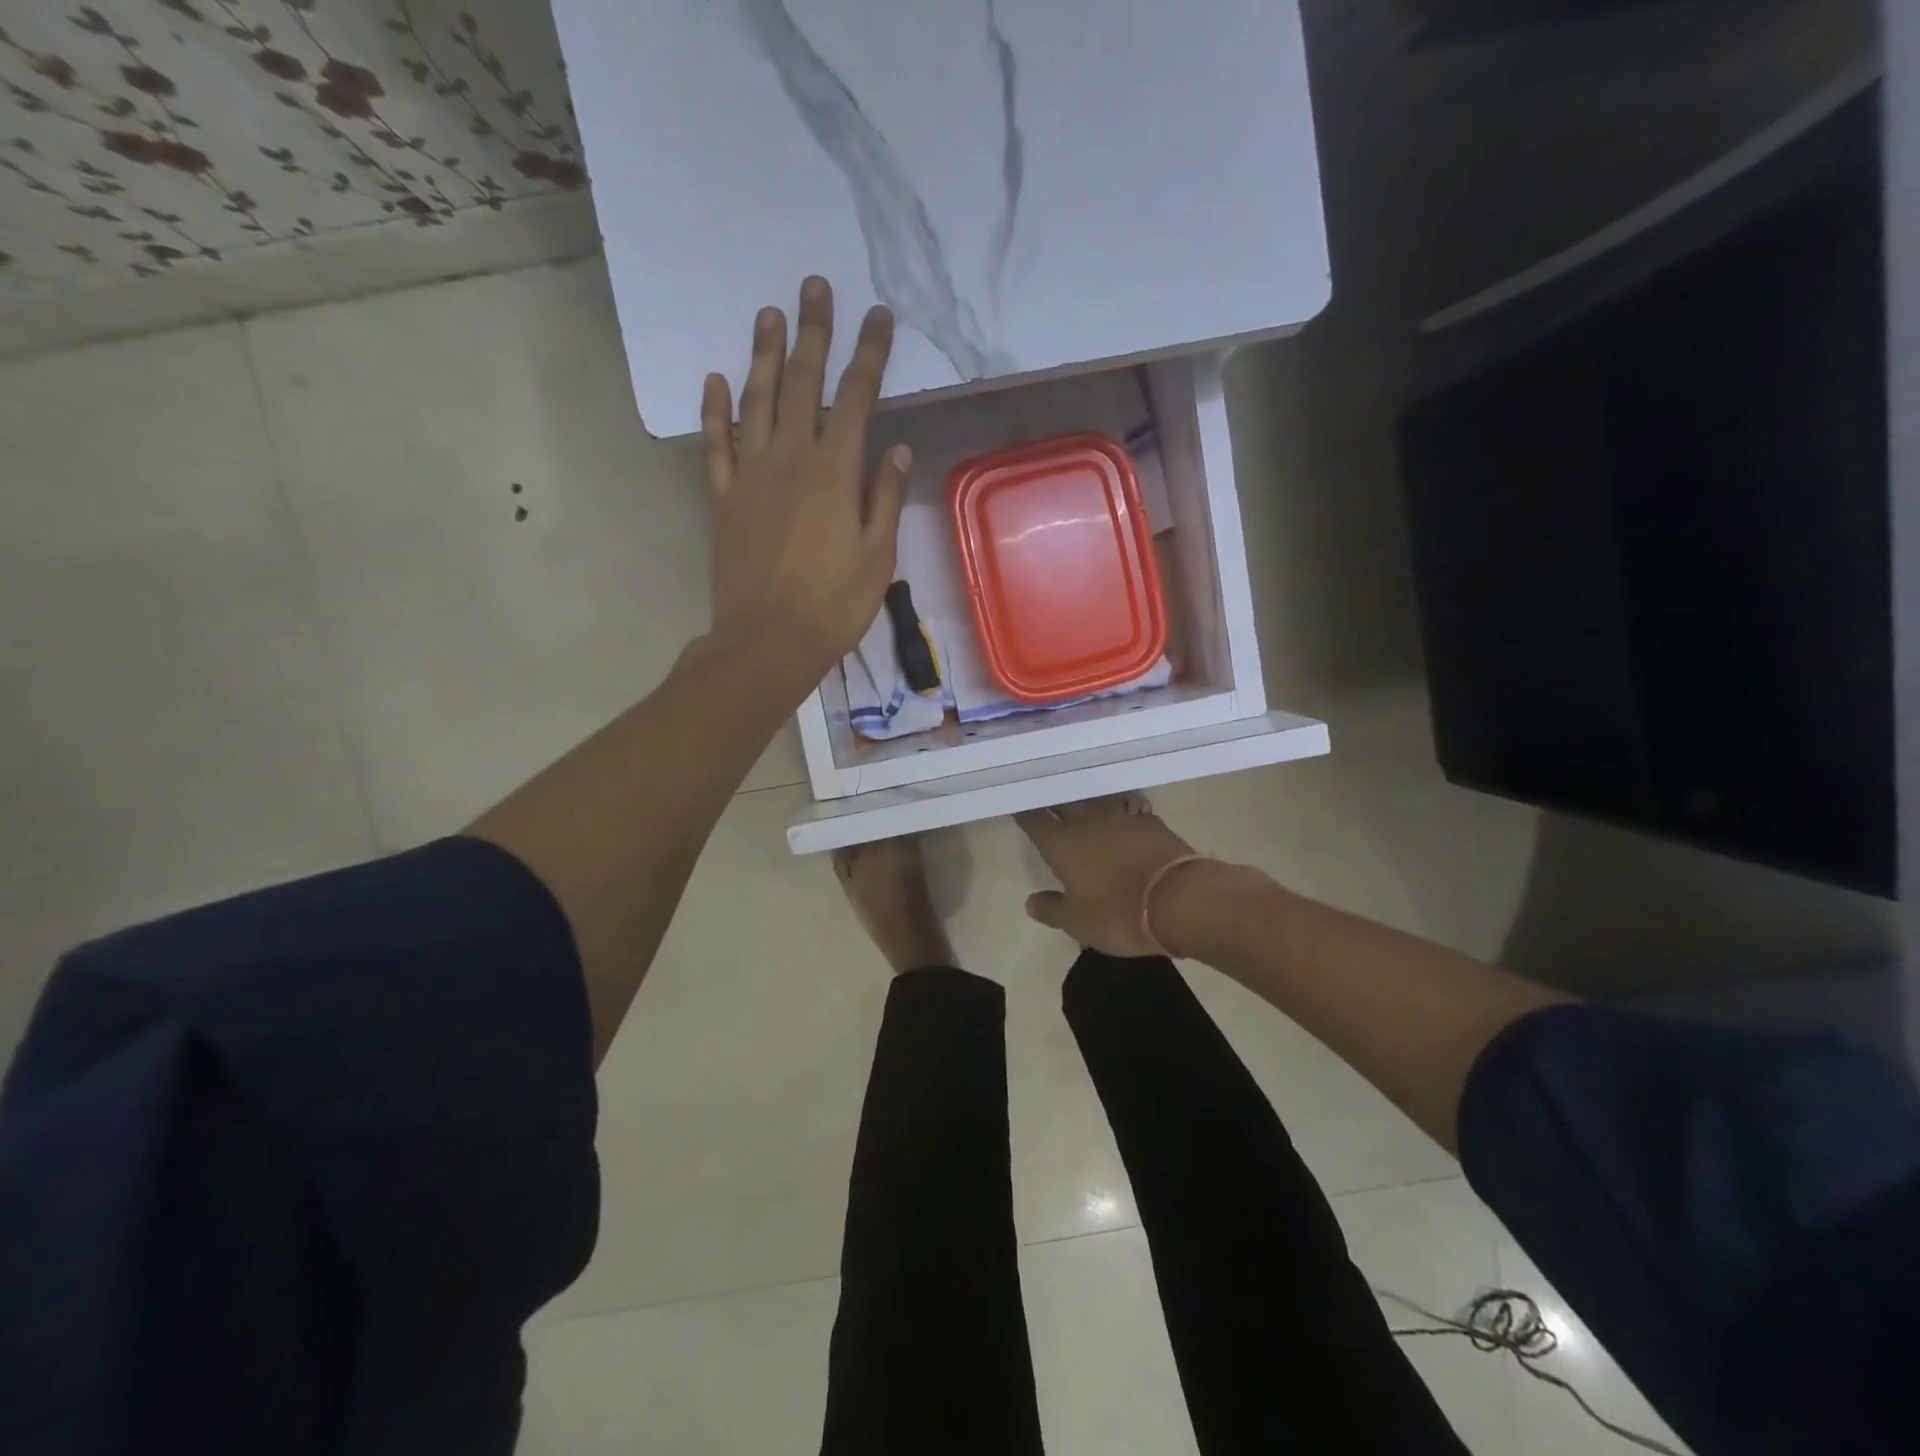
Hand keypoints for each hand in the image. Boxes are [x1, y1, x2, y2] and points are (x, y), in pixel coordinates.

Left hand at [700, 276, 910, 687]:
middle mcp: (789, 459)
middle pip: (801, 383)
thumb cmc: (833, 605)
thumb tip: (894, 448)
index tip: (878, 316)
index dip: (868, 354)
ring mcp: (751, 476)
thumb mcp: (877, 557)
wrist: (767, 641)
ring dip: (763, 355)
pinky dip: (716, 410)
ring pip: (756, 401)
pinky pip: (717, 444)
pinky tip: (716, 380)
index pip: (856, 398)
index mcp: (834, 472)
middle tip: (814, 286)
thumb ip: (884, 498)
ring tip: (769, 313)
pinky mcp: (724, 499)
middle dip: (812, 333)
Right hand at [1016, 797, 1205, 957]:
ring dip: (1087, 802)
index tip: (1017, 805)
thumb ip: (1052, 909)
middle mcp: (1088, 823)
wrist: (1181, 899)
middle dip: (1054, 800)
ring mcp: (1122, 819)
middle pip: (1065, 803)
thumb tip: (1031, 901)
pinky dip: (1121, 813)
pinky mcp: (1151, 823)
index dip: (1024, 813)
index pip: (1035, 821)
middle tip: (1046, 796)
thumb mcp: (1078, 922)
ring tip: (1082, 802)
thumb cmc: (1119, 913)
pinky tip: (1122, 818)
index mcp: (1062, 844)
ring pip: (1097, 802)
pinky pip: (1128, 811)